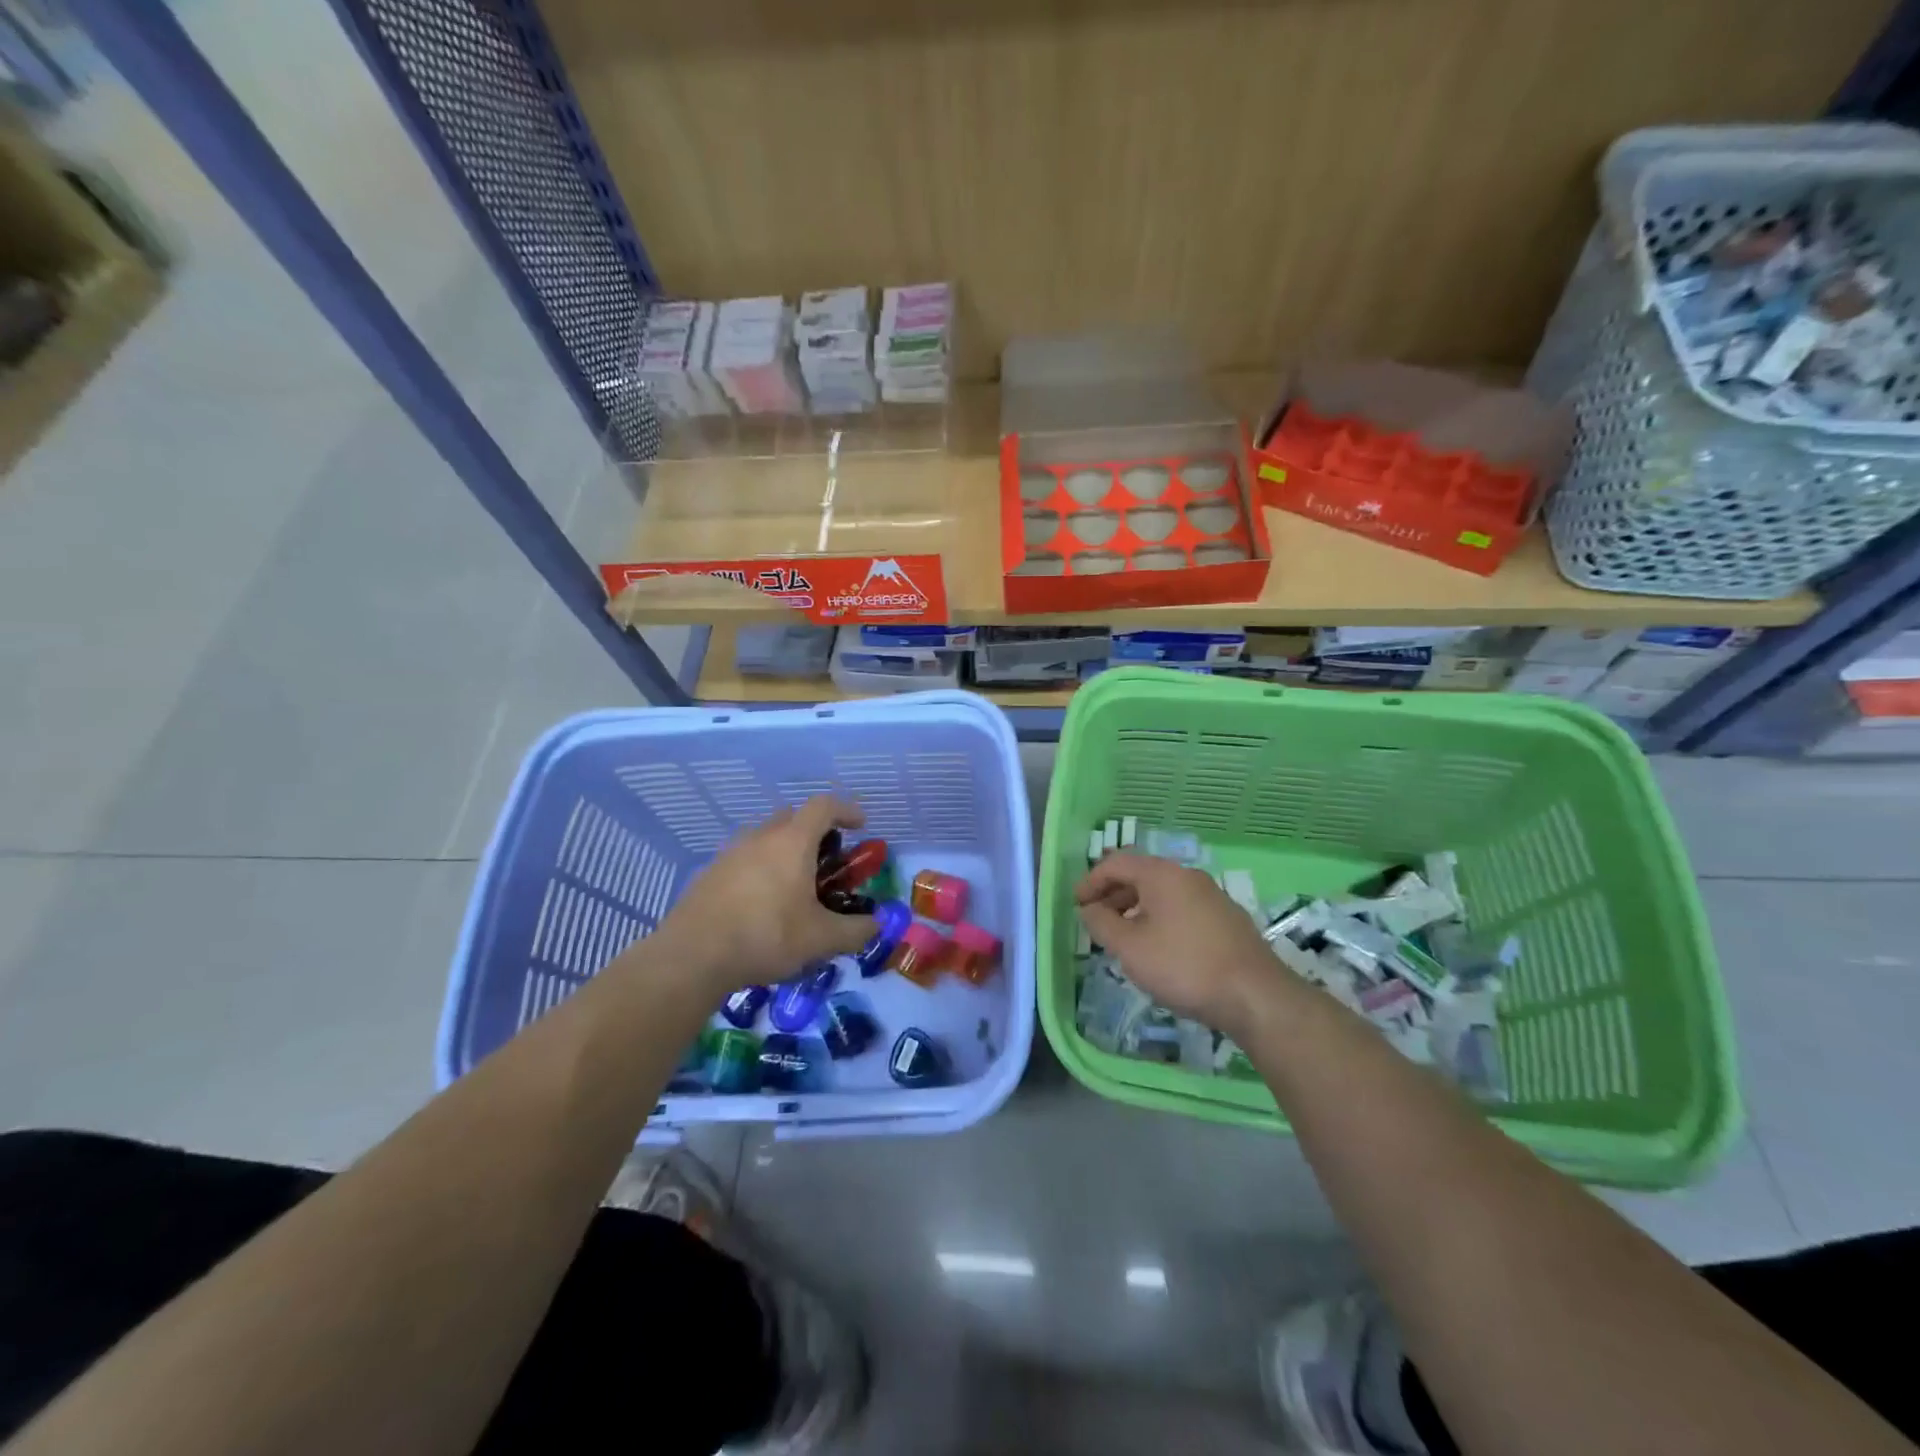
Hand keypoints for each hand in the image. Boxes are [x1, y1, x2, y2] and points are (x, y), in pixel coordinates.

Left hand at [650, 796, 876, 993]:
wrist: (692, 956)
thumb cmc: (766, 936)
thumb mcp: (821, 939)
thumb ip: (855, 931)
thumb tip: (876, 925)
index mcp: (793, 842)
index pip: (824, 806)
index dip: (846, 810)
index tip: (860, 826)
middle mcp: (761, 837)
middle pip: (792, 817)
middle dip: (814, 832)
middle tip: (825, 862)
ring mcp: (731, 853)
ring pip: (765, 839)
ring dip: (784, 852)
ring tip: (793, 889)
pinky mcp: (710, 874)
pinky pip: (744, 861)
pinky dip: (760, 872)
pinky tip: (761, 907)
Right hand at [1075, 852, 1291, 1035]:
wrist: (1256, 996)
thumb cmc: (1183, 966)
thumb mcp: (1130, 948)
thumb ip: (1101, 924)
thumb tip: (1089, 909)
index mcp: (1162, 874)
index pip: (1116, 863)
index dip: (1091, 881)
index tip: (1077, 906)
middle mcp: (1188, 875)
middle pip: (1141, 874)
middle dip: (1113, 895)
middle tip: (1096, 921)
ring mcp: (1212, 896)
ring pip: (1163, 893)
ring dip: (1136, 908)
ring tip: (1124, 937)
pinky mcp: (1227, 919)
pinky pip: (1182, 908)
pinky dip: (1161, 918)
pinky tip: (1160, 948)